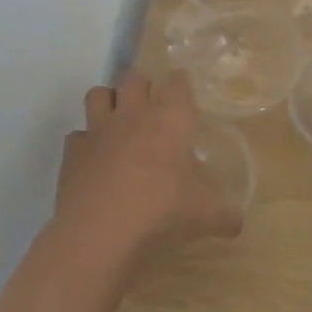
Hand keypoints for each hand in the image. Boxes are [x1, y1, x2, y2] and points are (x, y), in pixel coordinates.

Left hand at [54, 71, 242, 269]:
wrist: (100, 233)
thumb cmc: (160, 213)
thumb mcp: (203, 217)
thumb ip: (225, 215)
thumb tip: (238, 222)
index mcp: (170, 120)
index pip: (178, 82)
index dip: (181, 84)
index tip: (185, 95)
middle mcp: (133, 115)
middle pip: (135, 77)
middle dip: (143, 87)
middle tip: (152, 110)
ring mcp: (98, 130)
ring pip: (99, 94)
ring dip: (109, 102)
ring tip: (118, 123)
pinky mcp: (73, 151)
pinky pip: (77, 135)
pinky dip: (85, 143)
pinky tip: (94, 161)